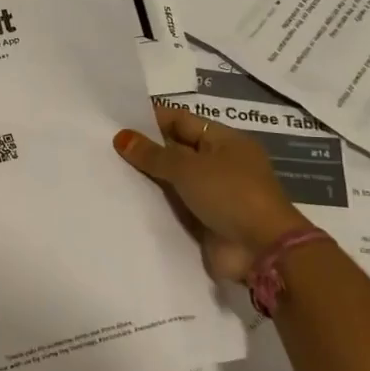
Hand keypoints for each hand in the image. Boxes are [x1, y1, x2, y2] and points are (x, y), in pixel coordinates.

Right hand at [114, 104, 314, 282]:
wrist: (262, 251)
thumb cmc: (230, 195)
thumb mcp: (188, 168)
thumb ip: (152, 154)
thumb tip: (121, 137)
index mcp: (225, 140)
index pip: (181, 120)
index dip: (151, 119)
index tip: (117, 122)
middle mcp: (220, 163)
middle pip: (176, 149)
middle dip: (146, 149)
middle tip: (107, 146)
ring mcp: (214, 193)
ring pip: (174, 179)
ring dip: (148, 177)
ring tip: (110, 170)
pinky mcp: (207, 220)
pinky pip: (176, 205)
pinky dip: (156, 202)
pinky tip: (126, 199)